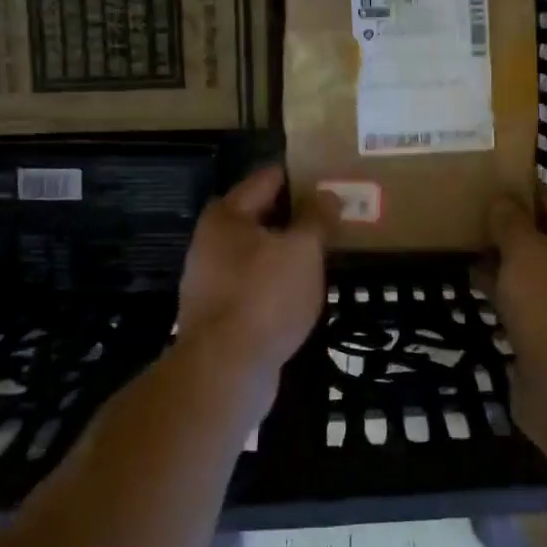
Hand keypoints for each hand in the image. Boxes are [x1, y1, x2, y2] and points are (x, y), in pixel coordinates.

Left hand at [176, 165, 334, 380]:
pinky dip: (277, 281)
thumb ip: (316, 218)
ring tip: (324, 252)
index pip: (268, 178)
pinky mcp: (218, 312)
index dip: (301, 176)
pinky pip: (254, 283)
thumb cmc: (265, 297)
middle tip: (335, 216)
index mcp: (227, 215)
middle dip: (296, 215)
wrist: (225, 371)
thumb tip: (326, 194)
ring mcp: (210, 279)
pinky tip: (301, 290)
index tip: (332, 179)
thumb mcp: (302, 250)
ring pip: (258, 251)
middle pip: (260, 214)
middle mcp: (211, 240)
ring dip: (287, 250)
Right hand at [486, 189, 546, 373]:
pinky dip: (506, 295)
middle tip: (477, 221)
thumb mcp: (526, 252)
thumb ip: (511, 223)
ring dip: (506, 266)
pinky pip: (528, 307)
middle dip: (513, 233)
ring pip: (536, 277)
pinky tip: (479, 289)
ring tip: (470, 252)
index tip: (495, 188)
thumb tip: (501, 202)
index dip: (527, 196)